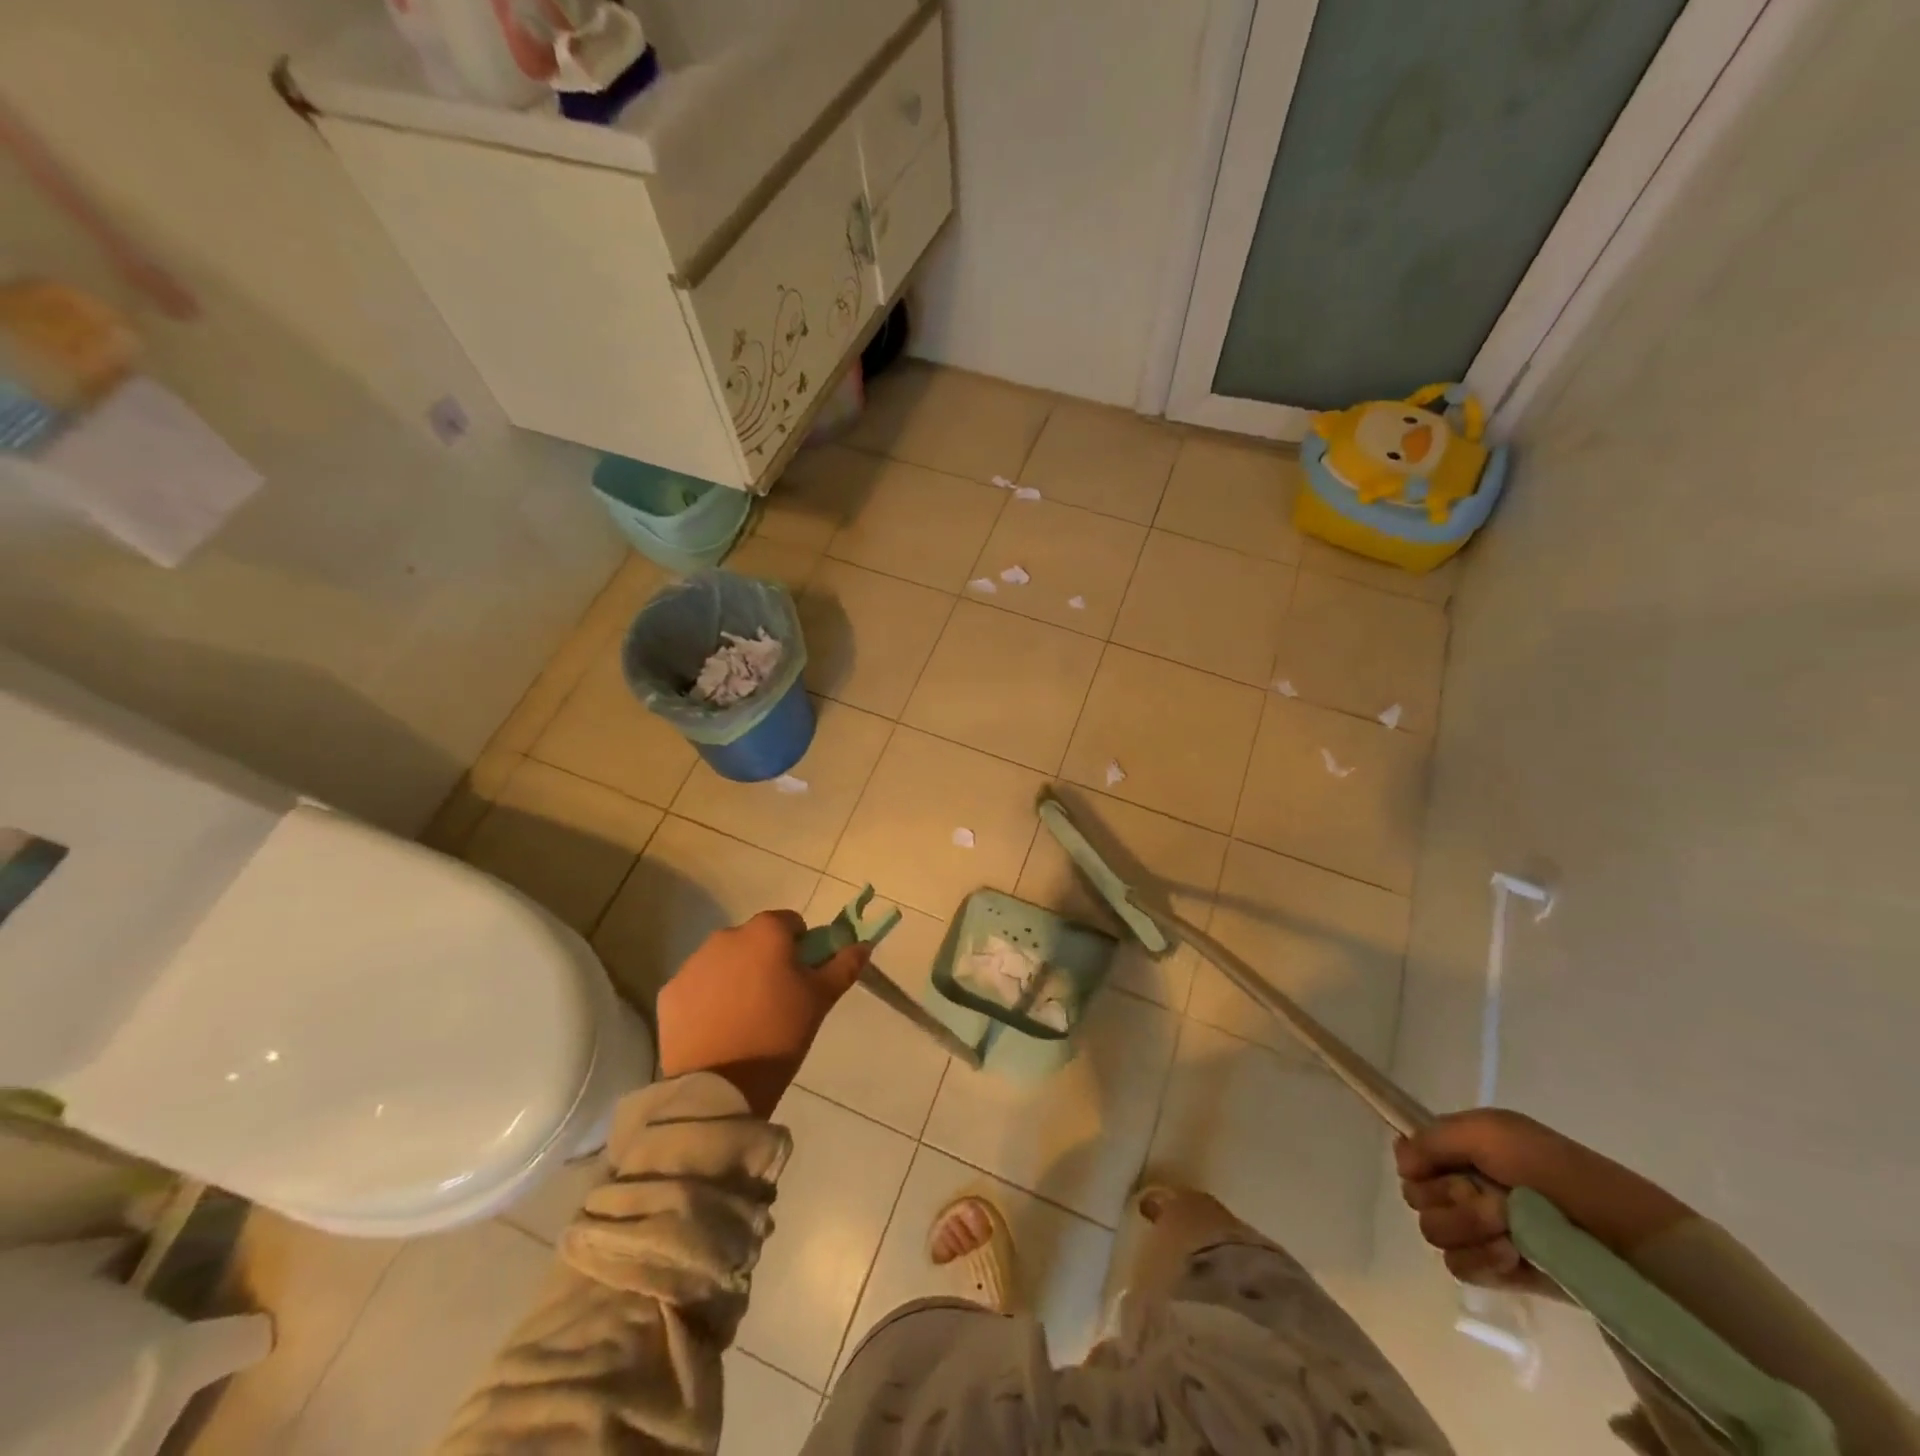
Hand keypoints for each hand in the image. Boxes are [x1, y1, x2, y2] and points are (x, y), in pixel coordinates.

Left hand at [656, 910, 869, 1117]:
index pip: (790, 923)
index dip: (801, 947)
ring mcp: (693, 964)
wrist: (719, 1086)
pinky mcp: (670, 992)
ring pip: (724, 961)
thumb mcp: (820, 1000)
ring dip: (736, 977)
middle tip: (776, 1000)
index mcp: (766, 932)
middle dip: (765, 960)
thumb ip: (843, 966)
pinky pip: (697, 986)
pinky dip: (707, 999)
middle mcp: (726, 936)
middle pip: (754, 940)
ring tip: (745, 1018)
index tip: (802, 978)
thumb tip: (863, 944)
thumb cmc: (779, 1033)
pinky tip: (717, 1028)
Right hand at [1395, 1109, 1692, 1288]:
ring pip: (1433, 1232)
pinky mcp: (1497, 1272)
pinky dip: (1481, 1260)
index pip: (1408, 1159)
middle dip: (1449, 1198)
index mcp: (1459, 1152)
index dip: (1419, 1166)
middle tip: (1490, 1199)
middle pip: (1416, 1197)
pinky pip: (1458, 1267)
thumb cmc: (1552, 1170)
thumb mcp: (1489, 1130)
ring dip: (1468, 1229)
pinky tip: (1511, 1256)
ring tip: (1509, 1230)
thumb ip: (1432, 1137)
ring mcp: (1478, 1233)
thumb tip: (1402, 1163)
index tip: (1444, 1169)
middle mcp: (1461, 1188)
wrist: (1617, 1233)